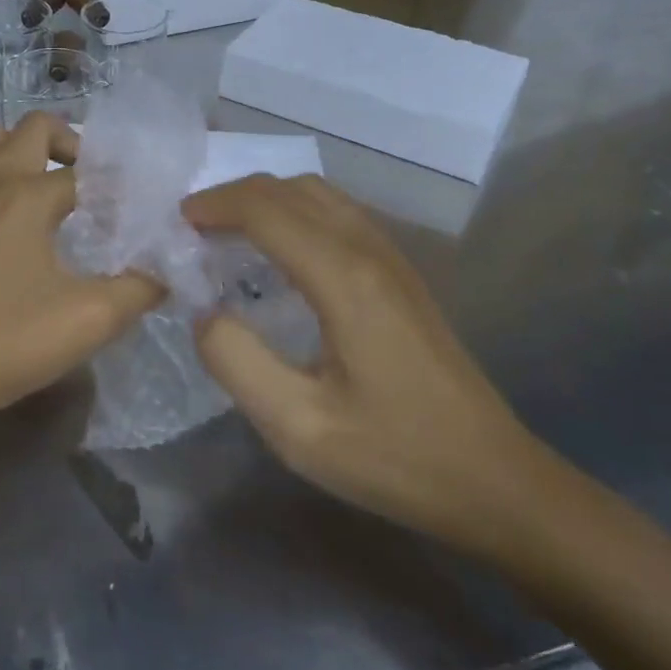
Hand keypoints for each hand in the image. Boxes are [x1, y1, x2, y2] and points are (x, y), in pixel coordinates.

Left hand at [0, 111, 162, 450]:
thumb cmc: (4, 342)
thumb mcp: (89, 320)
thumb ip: (140, 289)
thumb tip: (166, 270)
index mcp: (27, 194)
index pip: (88, 171)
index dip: (122, 187)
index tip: (146, 213)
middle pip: (32, 128)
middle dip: (72, 141)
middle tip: (98, 182)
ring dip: (27, 149)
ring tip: (56, 188)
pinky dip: (2, 175)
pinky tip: (22, 224)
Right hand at [183, 174, 548, 555]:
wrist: (494, 480)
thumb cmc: (395, 456)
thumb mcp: (298, 427)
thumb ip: (235, 361)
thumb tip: (205, 311)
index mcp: (343, 278)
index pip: (266, 209)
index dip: (215, 204)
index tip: (176, 223)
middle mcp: (368, 250)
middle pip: (290, 189)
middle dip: (234, 196)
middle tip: (193, 229)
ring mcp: (391, 257)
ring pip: (317, 194)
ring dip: (265, 200)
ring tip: (226, 233)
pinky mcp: (401, 272)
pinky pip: (337, 213)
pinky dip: (293, 212)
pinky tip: (278, 251)